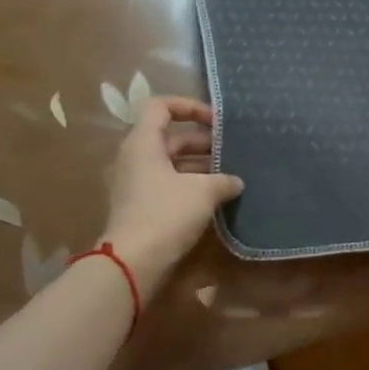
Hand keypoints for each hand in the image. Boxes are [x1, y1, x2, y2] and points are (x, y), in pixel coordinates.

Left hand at [102, 97, 242, 287]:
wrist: (132, 263)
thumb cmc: (165, 214)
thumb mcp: (202, 192)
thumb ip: (223, 180)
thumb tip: (236, 181)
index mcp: (144, 142)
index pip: (161, 106)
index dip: (189, 106)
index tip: (216, 120)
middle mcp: (136, 157)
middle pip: (170, 137)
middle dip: (203, 141)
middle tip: (231, 150)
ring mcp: (136, 182)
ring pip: (171, 162)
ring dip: (200, 165)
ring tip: (229, 174)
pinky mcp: (141, 205)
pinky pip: (168, 183)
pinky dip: (190, 184)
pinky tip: (216, 197)